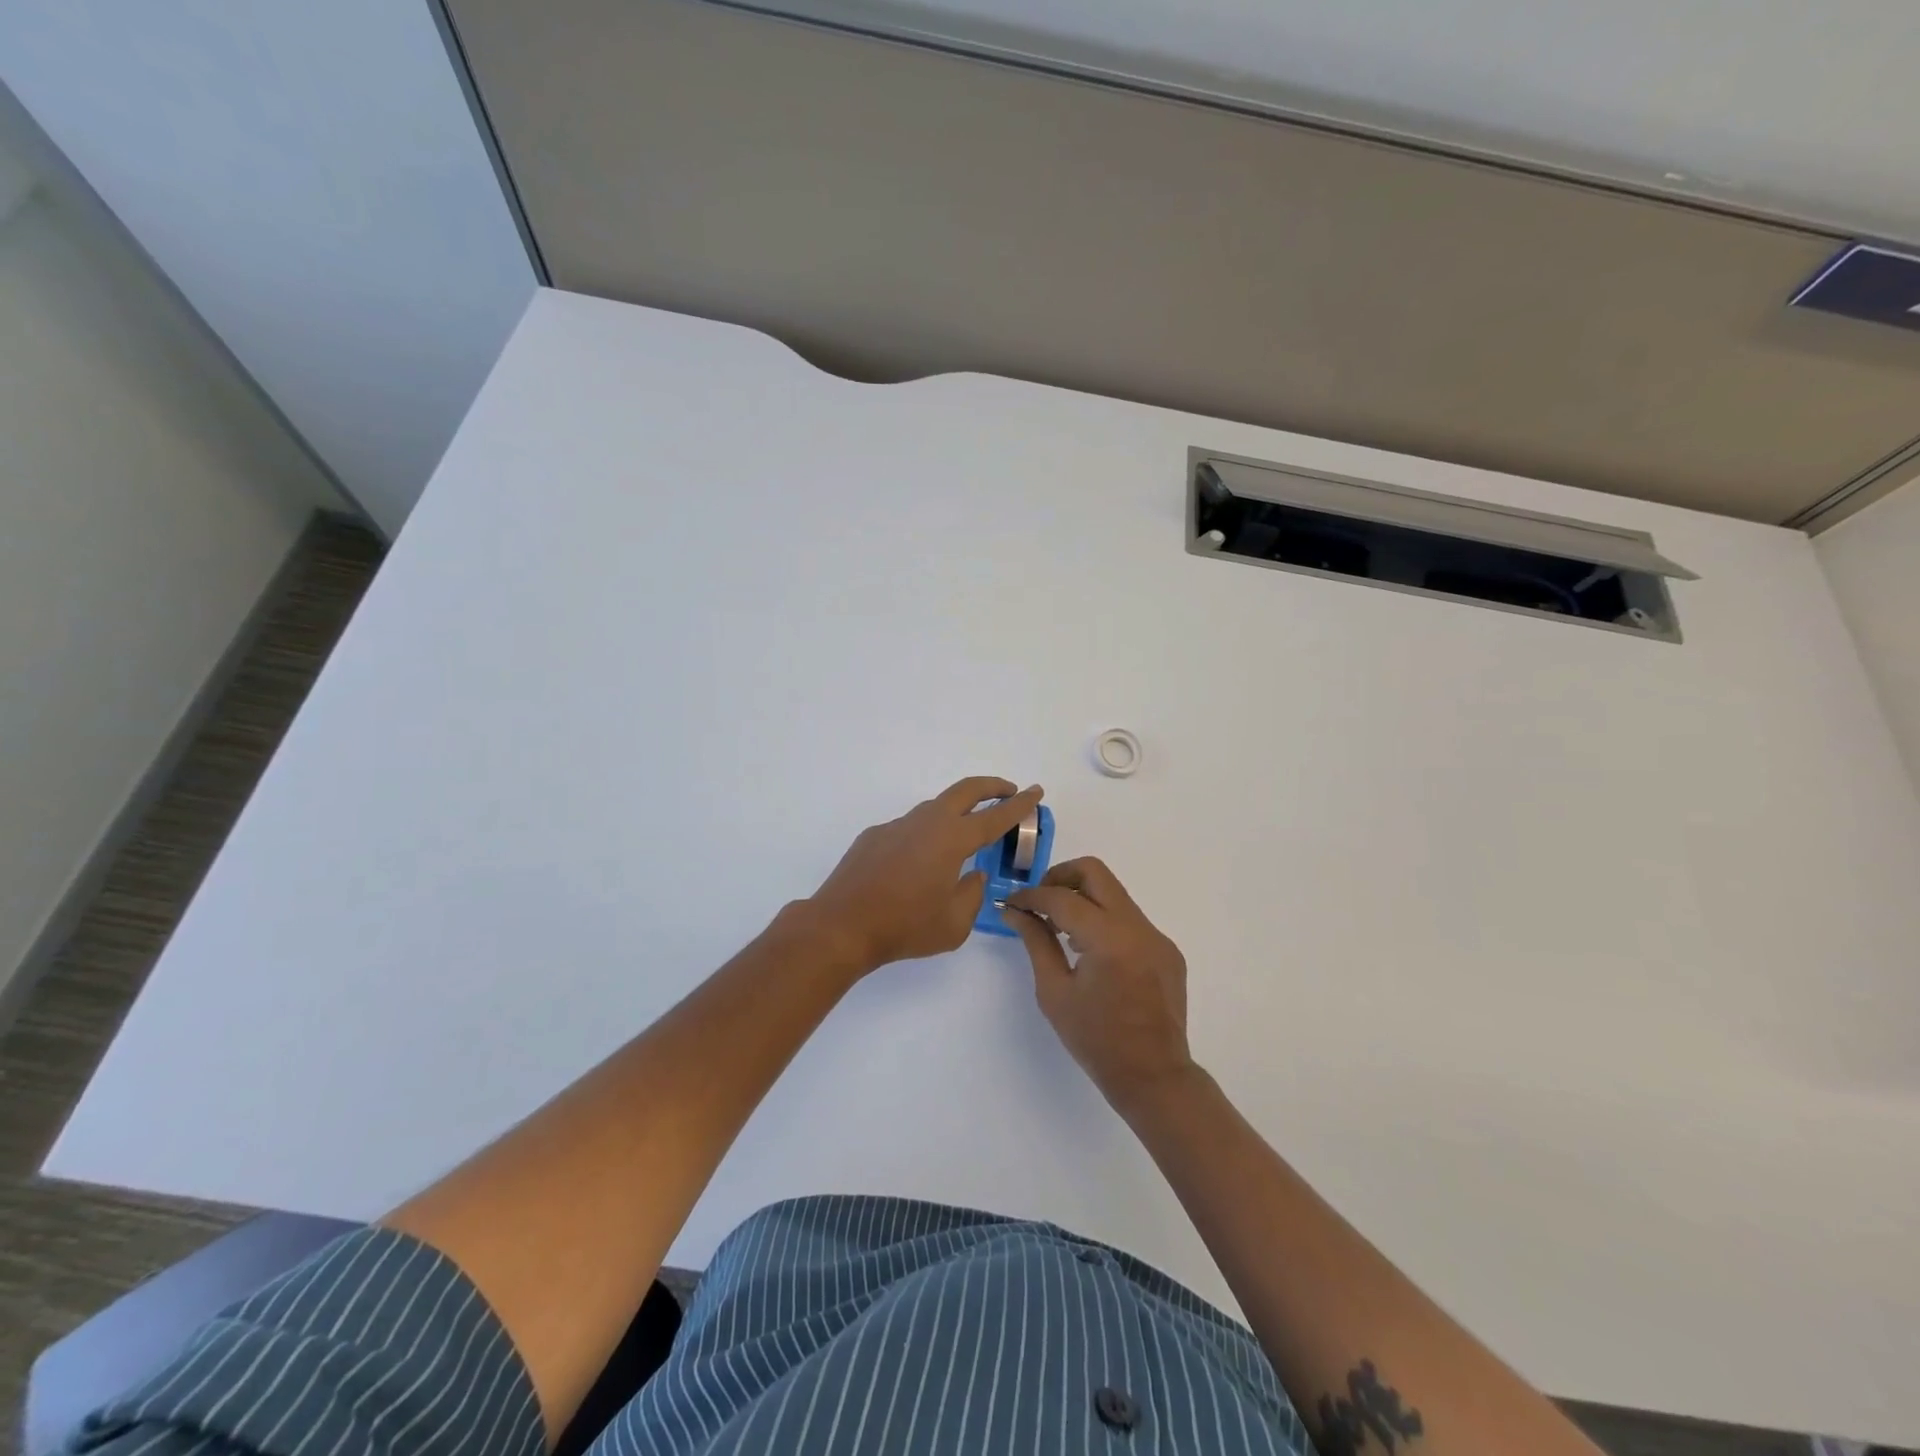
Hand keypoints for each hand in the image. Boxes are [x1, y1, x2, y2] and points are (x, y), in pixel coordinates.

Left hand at [806, 777, 1044, 974]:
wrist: (841, 926)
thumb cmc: (904, 927)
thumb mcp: (954, 923)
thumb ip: (972, 895)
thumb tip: (972, 876)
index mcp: (952, 840)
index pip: (995, 817)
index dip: (1019, 805)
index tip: (1035, 791)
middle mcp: (926, 823)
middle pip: (965, 791)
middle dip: (991, 787)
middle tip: (1009, 791)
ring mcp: (896, 826)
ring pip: (935, 808)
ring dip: (957, 811)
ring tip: (965, 832)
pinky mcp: (874, 836)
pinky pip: (909, 828)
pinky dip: (925, 834)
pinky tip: (919, 863)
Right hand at [1004, 858, 1195, 1111]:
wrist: (1154, 1076)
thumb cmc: (1096, 1040)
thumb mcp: (1055, 992)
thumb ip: (1036, 942)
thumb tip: (1015, 911)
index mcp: (1108, 938)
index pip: (1061, 897)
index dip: (1031, 896)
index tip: (1011, 904)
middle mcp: (1137, 926)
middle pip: (1094, 872)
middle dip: (1060, 878)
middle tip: (1039, 902)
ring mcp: (1156, 936)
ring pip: (1113, 893)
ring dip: (1082, 899)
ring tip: (1060, 929)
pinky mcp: (1166, 949)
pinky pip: (1129, 919)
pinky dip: (1104, 922)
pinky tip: (1091, 952)